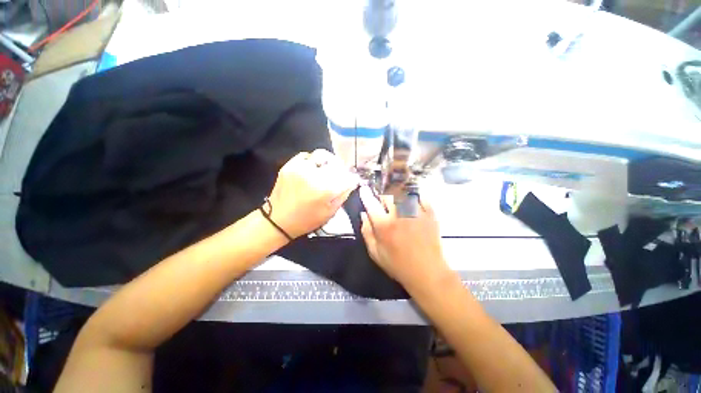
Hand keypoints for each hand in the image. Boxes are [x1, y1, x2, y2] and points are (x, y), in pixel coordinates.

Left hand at [267, 150, 357, 238]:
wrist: (278, 220)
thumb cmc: (307, 220)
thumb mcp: (330, 212)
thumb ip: (343, 195)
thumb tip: (351, 182)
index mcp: (326, 189)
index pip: (347, 176)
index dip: (351, 179)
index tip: (350, 182)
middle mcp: (314, 175)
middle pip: (335, 162)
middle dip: (340, 169)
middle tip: (338, 175)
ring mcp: (300, 168)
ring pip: (321, 155)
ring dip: (326, 163)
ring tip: (324, 171)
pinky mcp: (289, 165)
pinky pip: (306, 156)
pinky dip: (312, 161)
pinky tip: (311, 170)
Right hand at [359, 186, 450, 292]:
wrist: (428, 273)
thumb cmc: (398, 265)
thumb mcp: (376, 253)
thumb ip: (367, 232)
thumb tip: (363, 214)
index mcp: (384, 225)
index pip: (371, 204)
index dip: (366, 194)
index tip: (363, 189)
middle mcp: (399, 215)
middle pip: (388, 194)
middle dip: (382, 194)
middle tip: (382, 199)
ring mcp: (416, 213)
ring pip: (403, 192)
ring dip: (397, 192)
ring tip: (396, 197)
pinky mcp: (429, 214)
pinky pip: (420, 197)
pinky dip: (414, 195)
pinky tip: (412, 200)